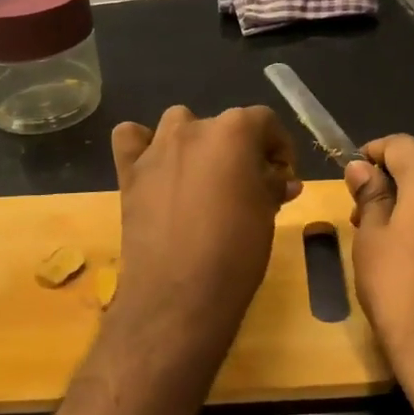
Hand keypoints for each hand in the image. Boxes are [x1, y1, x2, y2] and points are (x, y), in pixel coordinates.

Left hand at [111, 106, 302, 339]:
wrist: (179, 293)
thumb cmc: (236, 252)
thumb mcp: (266, 215)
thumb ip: (272, 186)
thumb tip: (282, 179)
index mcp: (234, 132)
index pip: (265, 121)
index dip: (279, 147)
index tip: (283, 176)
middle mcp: (194, 129)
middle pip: (223, 125)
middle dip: (240, 150)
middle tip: (249, 186)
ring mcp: (157, 148)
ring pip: (178, 123)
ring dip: (195, 142)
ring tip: (203, 177)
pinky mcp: (129, 172)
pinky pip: (131, 138)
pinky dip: (143, 145)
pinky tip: (156, 167)